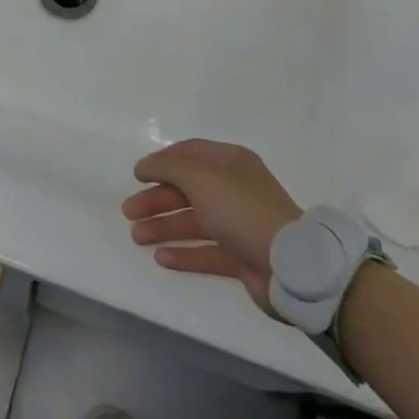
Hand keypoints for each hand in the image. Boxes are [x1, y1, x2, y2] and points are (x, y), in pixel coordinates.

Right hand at [123, 139, 303, 313]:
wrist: (291, 264)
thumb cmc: (241, 209)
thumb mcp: (199, 177)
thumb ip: (167, 167)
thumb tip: (144, 165)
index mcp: (230, 163)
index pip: (190, 153)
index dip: (161, 162)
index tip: (137, 175)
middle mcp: (234, 189)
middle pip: (186, 190)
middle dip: (156, 199)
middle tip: (128, 212)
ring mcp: (239, 224)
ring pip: (193, 222)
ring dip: (163, 227)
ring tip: (136, 236)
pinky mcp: (242, 257)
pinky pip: (206, 252)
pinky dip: (183, 253)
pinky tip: (160, 258)